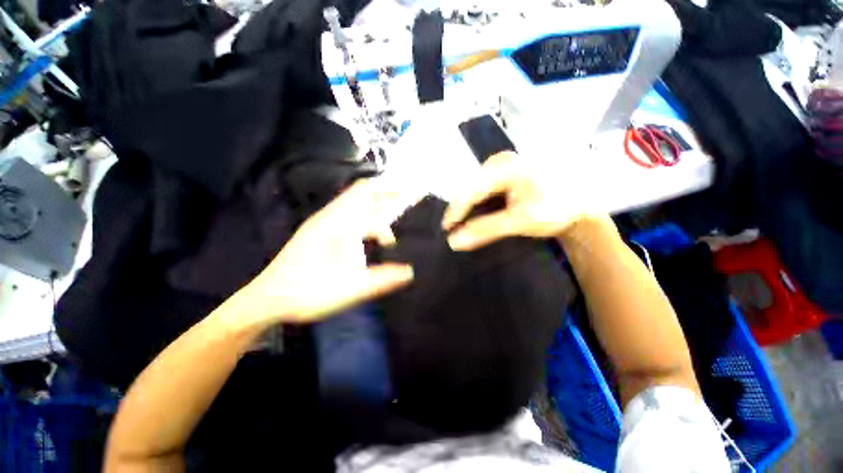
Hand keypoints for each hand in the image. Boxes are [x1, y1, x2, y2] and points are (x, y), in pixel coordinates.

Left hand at [230, 178, 416, 324]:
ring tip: (394, 226)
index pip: (367, 193)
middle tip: (409, 203)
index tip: (411, 194)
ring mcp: (324, 224)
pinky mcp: (320, 234)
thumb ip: (382, 279)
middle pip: (363, 195)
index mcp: (336, 223)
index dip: (391, 191)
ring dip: (377, 211)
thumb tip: (410, 272)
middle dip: (387, 196)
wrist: (267, 300)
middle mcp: (330, 217)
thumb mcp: (349, 289)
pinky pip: (349, 218)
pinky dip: (366, 222)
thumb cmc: (307, 292)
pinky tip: (374, 238)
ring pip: (356, 208)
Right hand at [443, 152, 603, 250]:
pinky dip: (476, 206)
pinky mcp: (503, 176)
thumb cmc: (555, 209)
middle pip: (470, 188)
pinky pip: (482, 191)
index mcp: (506, 167)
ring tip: (459, 226)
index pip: (471, 189)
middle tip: (451, 231)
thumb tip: (454, 241)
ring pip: (474, 190)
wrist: (579, 206)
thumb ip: (486, 230)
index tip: (446, 230)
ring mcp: (501, 167)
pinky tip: (474, 217)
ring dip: (467, 209)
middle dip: (460, 210)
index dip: (455, 210)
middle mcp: (499, 162)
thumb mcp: (520, 221)